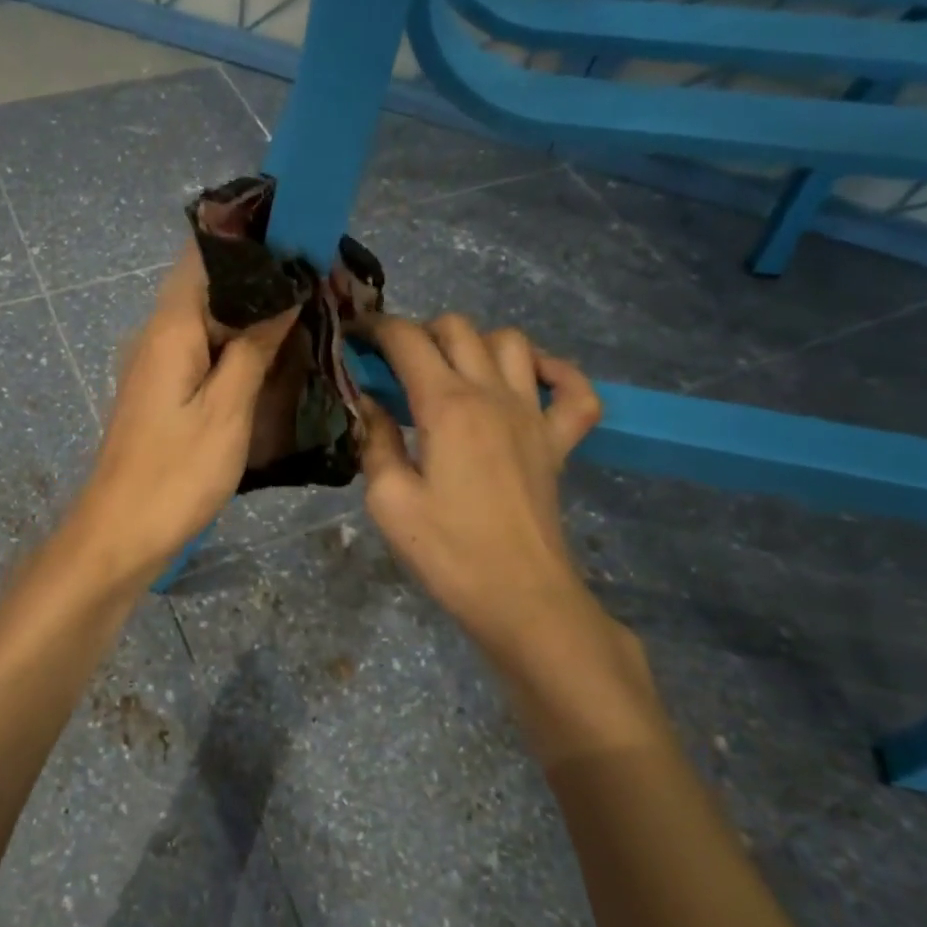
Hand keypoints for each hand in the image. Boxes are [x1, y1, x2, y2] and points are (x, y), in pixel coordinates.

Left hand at [68, 246, 297, 586]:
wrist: (120, 535)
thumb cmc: (175, 475)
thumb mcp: (226, 411)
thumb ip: (253, 347)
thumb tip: (284, 294)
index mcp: (170, 328)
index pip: (204, 255)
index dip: (248, 238)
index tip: (298, 236)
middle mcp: (156, 334)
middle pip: (209, 285)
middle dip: (260, 278)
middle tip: (317, 279)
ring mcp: (156, 363)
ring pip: (208, 319)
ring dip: (251, 314)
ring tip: (307, 311)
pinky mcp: (161, 390)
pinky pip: (202, 350)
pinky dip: (236, 345)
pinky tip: (272, 356)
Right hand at [359, 315, 659, 758]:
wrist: (521, 598)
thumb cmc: (448, 552)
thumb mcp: (389, 500)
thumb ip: (374, 440)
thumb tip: (367, 403)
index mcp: (447, 405)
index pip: (407, 340)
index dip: (375, 329)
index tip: (352, 338)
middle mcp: (493, 395)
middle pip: (458, 328)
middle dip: (419, 332)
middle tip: (394, 364)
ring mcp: (534, 415)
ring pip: (512, 342)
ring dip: (476, 344)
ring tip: (450, 371)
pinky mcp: (560, 441)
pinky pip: (574, 389)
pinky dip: (555, 372)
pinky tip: (528, 381)